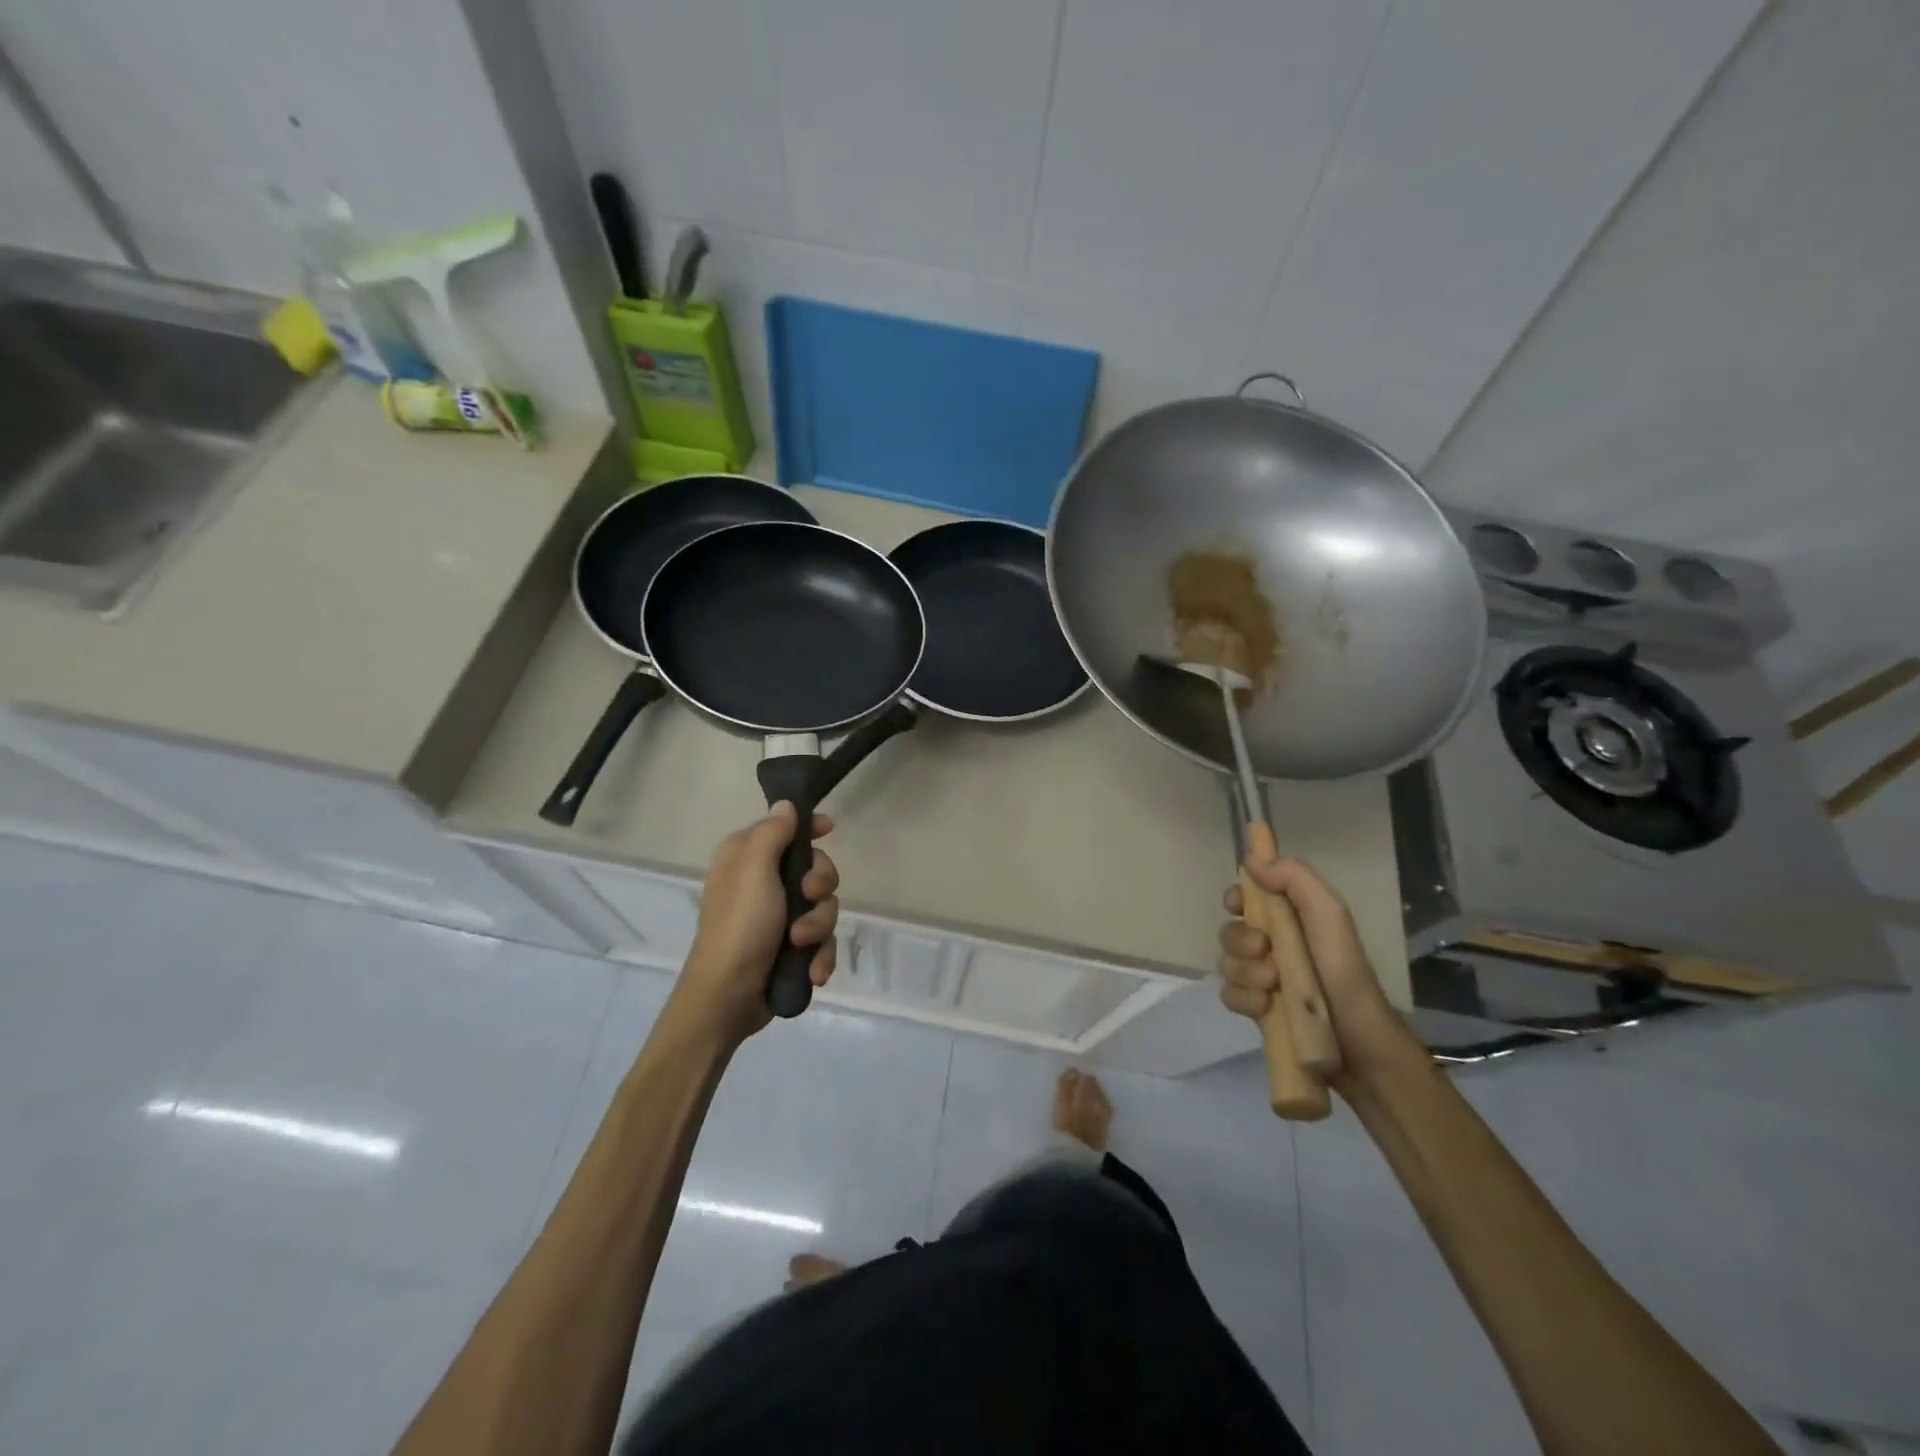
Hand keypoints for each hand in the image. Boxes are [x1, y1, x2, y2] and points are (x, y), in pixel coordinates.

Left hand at [675, 802, 839, 1044]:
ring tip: (801, 945)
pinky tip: (813, 971)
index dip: (810, 828)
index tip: (829, 830)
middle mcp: (764, 883)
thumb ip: (773, 832)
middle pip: (815, 868)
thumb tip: (786, 805)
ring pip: (824, 907)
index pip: (786, 828)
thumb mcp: (753, 870)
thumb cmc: (740, 925)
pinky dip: (820, 955)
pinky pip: (822, 940)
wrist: (728, 997)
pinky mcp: (791, 949)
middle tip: (809, 897)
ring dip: (819, 926)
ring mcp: (779, 918)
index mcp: (747, 858)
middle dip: (820, 886)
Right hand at [1217, 856, 1414, 1085]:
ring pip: (1226, 963)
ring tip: (1273, 987)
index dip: (1236, 898)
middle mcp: (1271, 944)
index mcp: (1288, 918)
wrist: (1358, 1040)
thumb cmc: (1343, 970)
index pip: (1245, 896)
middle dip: (1241, 941)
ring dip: (1246, 973)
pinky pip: (1229, 994)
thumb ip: (1295, 879)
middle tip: (1266, 951)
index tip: (1239, 904)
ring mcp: (1260, 978)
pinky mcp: (1255, 1008)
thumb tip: (1251, 858)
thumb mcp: (1329, 915)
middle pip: (1229, 930)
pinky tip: (1264, 1007)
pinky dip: (1244, 999)